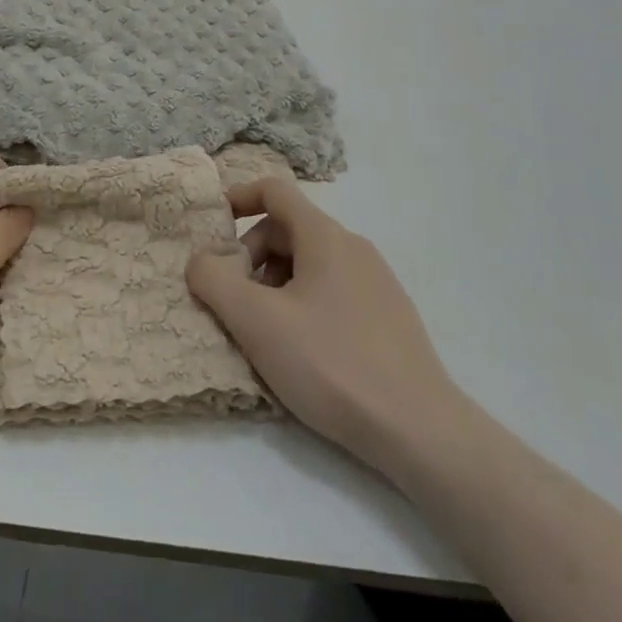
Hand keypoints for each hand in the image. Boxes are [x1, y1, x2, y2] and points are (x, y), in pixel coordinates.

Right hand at [186, 177, 463, 476]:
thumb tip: (200, 261)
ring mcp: (377, 282)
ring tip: (264, 331)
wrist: (420, 431)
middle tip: (235, 299)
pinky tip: (301, 351)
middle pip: (288, 229)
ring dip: (274, 283)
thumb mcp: (255, 321)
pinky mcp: (390, 317)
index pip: (275, 190)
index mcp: (325, 236)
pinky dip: (303, 303)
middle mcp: (354, 248)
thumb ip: (214, 280)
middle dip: (251, 256)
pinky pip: (333, 290)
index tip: (213, 226)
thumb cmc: (330, 363)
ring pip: (310, 263)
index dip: (238, 197)